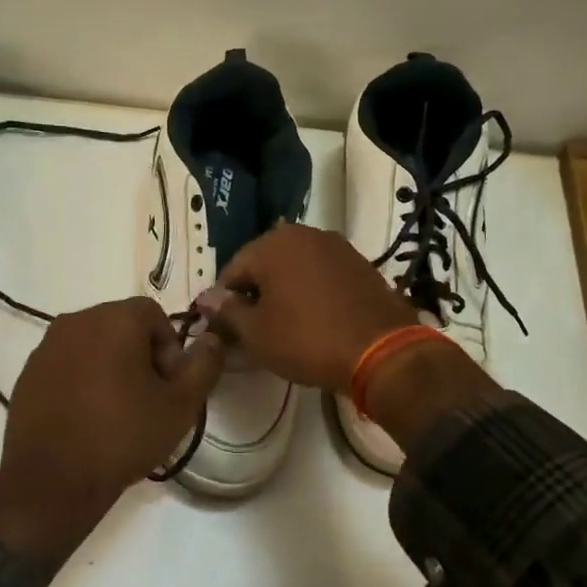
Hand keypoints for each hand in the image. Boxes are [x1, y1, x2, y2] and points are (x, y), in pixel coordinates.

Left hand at [0, 298, 225, 573]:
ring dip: (111, 367)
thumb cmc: (123, 437)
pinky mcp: (27, 374)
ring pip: (92, 345)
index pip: (153, 314)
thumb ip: (204, 365)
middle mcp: (75, 321)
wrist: (52, 481)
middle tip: (149, 399)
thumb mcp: (180, 406)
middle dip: (141, 355)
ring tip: (118, 411)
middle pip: (121, 326)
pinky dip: (82, 380)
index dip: (170, 347)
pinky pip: (66, 365)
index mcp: (114, 319)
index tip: (170, 386)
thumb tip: (213, 339)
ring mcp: (45, 347)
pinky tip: (87, 418)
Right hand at [203, 224, 418, 391]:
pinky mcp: (360, 264)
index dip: (224, 303)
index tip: (228, 331)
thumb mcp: (256, 333)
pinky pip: (321, 275)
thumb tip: (205, 298)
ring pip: (294, 269)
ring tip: (284, 327)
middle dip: (255, 295)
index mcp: (273, 244)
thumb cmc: (307, 340)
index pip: (232, 271)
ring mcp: (337, 246)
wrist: (382, 352)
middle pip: (264, 265)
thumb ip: (226, 312)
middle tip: (255, 331)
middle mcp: (304, 234)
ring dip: (283, 293)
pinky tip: (313, 321)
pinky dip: (310, 293)